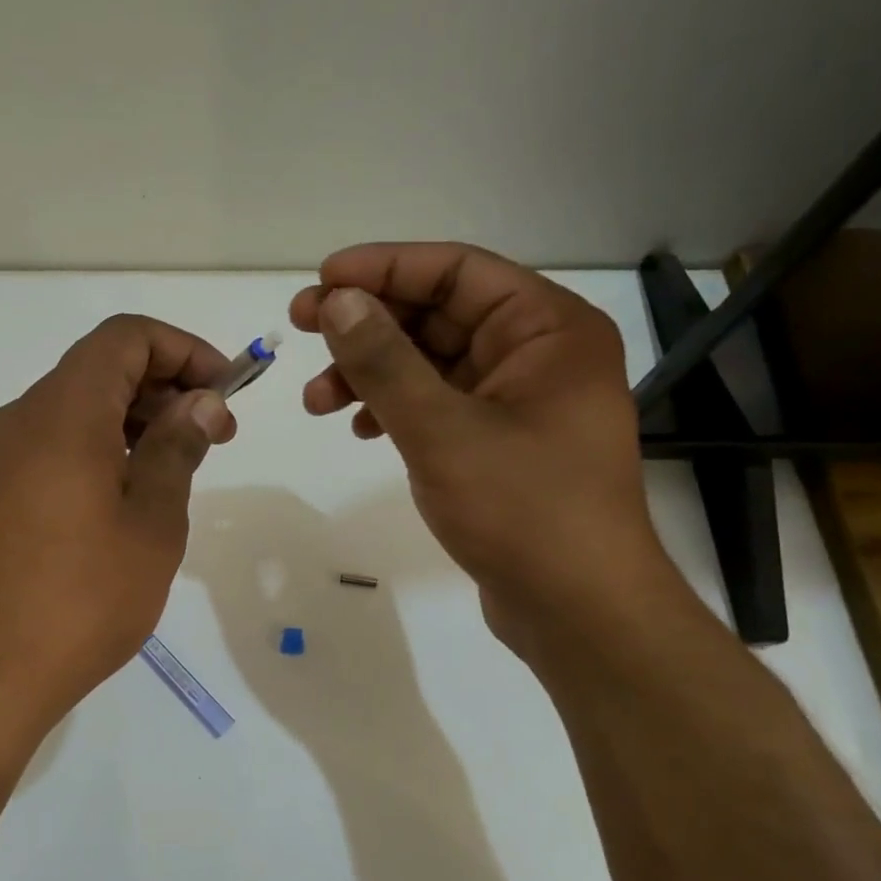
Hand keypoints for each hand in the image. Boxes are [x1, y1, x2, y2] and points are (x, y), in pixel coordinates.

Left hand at [0, 315, 235, 749]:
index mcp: (65, 413)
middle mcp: (14, 420)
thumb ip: (176, 451)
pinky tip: (51, 480)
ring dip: (114, 421)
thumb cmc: (80, 602)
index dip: (182, 351)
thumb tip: (199, 402)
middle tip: (208, 442)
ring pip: (56, 409)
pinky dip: (39, 446)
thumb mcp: (152, 525)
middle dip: (160, 391)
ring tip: (154, 473)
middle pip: (93, 371)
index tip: (222, 394)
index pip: (125, 338)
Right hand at [289, 243, 672, 652]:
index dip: (383, 268)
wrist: (578, 612)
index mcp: (548, 329)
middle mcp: (539, 354)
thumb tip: (338, 301)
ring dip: (373, 374)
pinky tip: (361, 429)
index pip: (457, 272)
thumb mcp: (442, 430)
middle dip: (368, 326)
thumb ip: (385, 361)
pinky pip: (439, 406)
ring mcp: (521, 402)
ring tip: (317, 401)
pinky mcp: (501, 444)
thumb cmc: (523, 510)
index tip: (320, 283)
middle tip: (302, 330)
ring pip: (432, 364)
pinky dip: (396, 410)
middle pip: (440, 315)